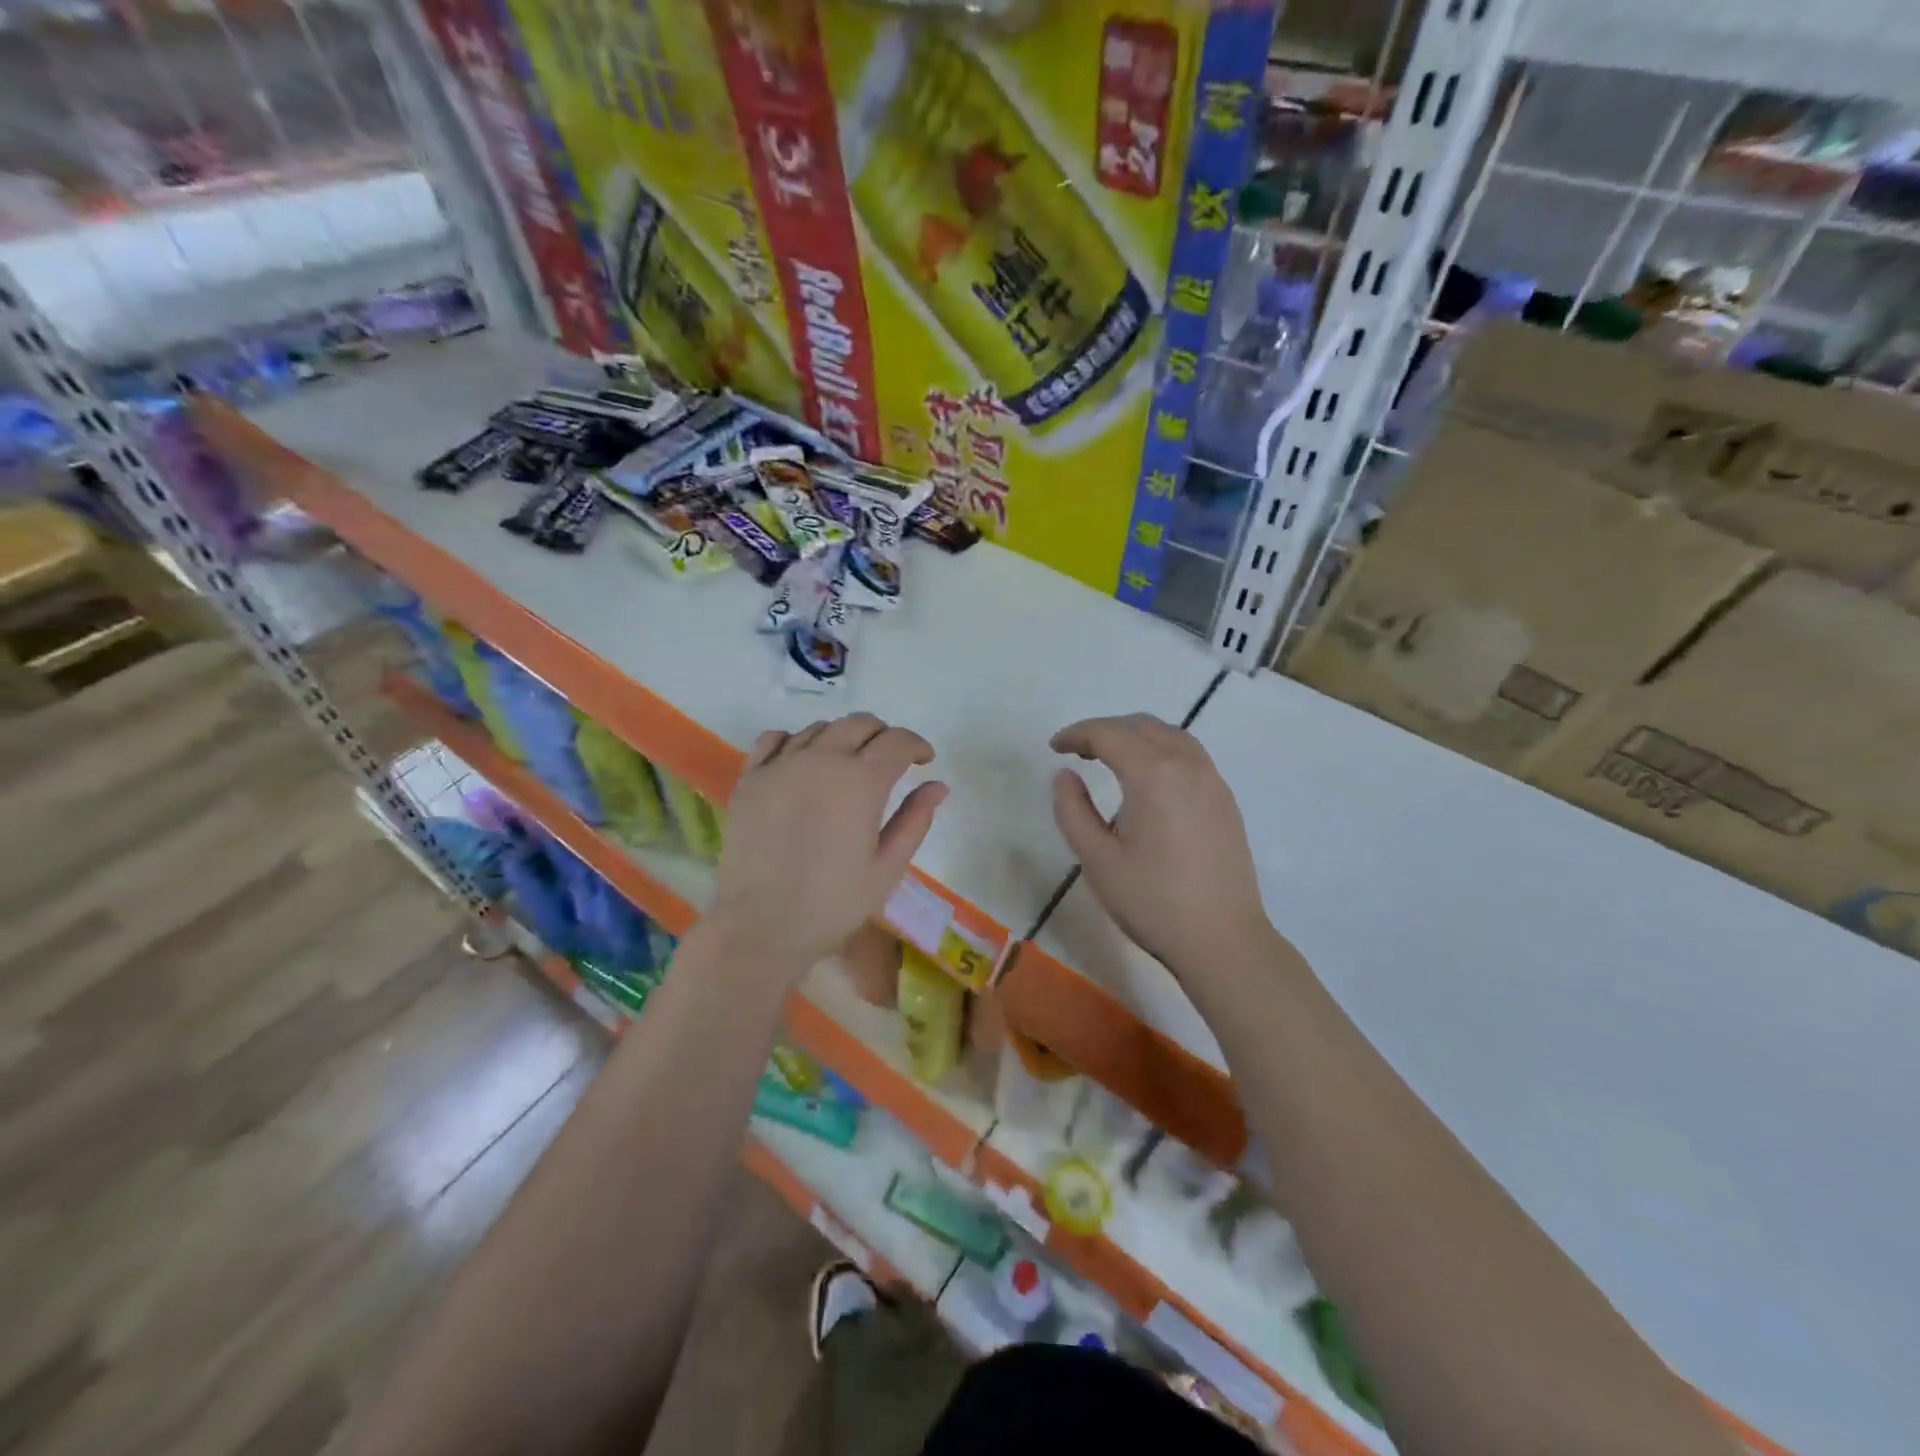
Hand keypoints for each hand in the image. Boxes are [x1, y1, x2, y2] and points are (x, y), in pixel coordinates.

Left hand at [709, 714, 947, 976]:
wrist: (762, 925)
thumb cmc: (833, 903)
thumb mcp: (887, 868)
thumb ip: (915, 820)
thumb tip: (938, 785)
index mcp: (862, 781)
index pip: (898, 741)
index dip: (917, 745)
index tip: (924, 760)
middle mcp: (823, 759)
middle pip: (859, 724)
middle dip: (883, 735)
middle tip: (890, 760)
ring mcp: (781, 765)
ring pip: (820, 728)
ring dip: (843, 738)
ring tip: (847, 764)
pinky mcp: (750, 778)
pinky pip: (774, 739)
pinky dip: (796, 740)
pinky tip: (802, 761)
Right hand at [1051, 714, 1271, 974]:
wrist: (1222, 940)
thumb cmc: (1152, 901)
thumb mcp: (1096, 859)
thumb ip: (1072, 810)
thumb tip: (1064, 775)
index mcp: (1154, 774)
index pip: (1109, 733)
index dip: (1077, 734)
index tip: (1054, 748)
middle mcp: (1188, 765)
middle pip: (1142, 725)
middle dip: (1105, 730)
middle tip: (1078, 751)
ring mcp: (1213, 781)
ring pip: (1170, 735)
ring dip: (1136, 736)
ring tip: (1110, 758)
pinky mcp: (1225, 800)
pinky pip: (1190, 755)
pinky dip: (1161, 750)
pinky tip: (1148, 780)